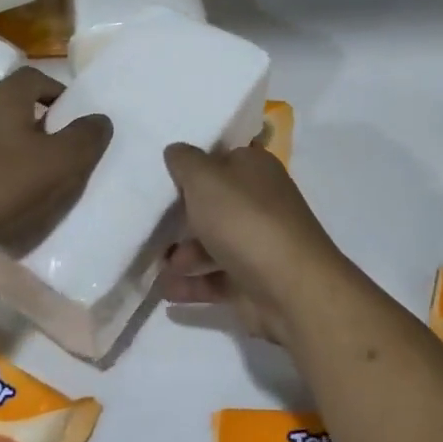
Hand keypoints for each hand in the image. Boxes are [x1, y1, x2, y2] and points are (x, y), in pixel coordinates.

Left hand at [0, 68, 110, 252]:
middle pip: (9, 101)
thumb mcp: (55, 165)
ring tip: (19, 175)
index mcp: (3, 96)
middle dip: (33, 120)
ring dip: (5, 142)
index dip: (57, 93)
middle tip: (50, 152)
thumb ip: (84, 139)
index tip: (70, 121)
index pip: (36, 77)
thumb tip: (100, 119)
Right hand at [160, 141, 347, 345]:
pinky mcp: (252, 281)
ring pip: (212, 243)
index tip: (162, 173)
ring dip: (182, 254)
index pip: (223, 157)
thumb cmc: (245, 221)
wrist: (291, 289)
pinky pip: (215, 279)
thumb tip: (176, 150)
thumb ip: (185, 162)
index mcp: (255, 169)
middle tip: (151, 220)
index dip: (194, 164)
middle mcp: (259, 203)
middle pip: (215, 203)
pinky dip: (191, 284)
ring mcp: (257, 243)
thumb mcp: (205, 179)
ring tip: (157, 265)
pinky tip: (166, 290)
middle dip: (182, 214)